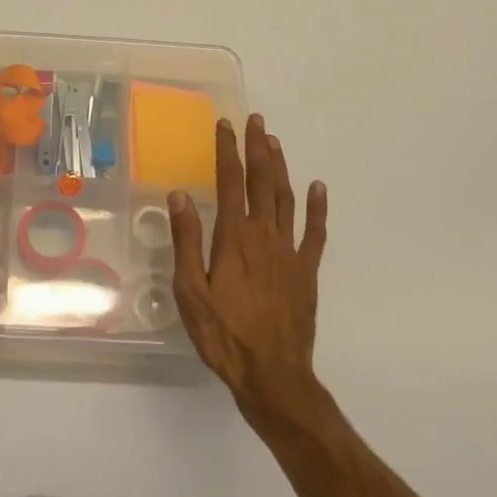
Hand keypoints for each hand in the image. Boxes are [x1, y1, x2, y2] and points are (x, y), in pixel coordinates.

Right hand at [168, 115, 326, 417]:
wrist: (273, 375)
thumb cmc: (224, 334)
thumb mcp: (191, 291)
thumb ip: (187, 241)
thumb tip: (179, 195)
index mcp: (234, 237)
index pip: (230, 181)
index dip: (227, 150)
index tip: (224, 125)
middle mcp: (264, 235)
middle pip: (262, 181)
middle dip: (257, 148)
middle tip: (255, 121)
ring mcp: (290, 251)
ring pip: (286, 198)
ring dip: (280, 167)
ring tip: (274, 142)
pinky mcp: (307, 271)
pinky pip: (315, 232)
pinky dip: (317, 207)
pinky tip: (318, 188)